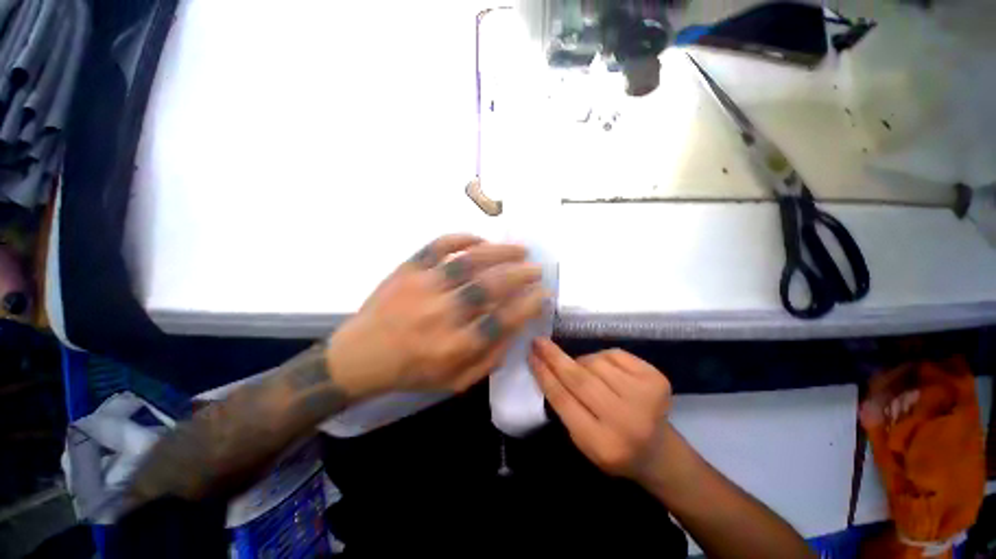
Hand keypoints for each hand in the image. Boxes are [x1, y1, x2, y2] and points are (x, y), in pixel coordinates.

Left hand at [329, 234, 545, 397]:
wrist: (360, 356)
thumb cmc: (411, 371)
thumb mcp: (455, 381)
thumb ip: (489, 358)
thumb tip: (516, 329)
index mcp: (454, 346)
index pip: (502, 321)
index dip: (527, 305)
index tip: (542, 295)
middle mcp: (442, 314)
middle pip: (490, 287)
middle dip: (520, 275)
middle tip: (536, 269)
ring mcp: (423, 287)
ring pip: (469, 262)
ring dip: (500, 253)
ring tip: (520, 250)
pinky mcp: (408, 269)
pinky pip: (438, 246)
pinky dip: (462, 238)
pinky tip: (480, 240)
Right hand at [529, 339, 671, 478]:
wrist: (658, 451)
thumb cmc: (612, 446)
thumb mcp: (581, 439)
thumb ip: (565, 406)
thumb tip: (548, 366)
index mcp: (602, 444)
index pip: (564, 400)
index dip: (544, 375)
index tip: (531, 356)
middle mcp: (626, 420)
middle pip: (580, 379)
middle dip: (555, 357)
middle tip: (539, 342)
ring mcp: (645, 397)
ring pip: (596, 362)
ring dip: (582, 361)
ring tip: (584, 372)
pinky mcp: (656, 379)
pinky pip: (614, 354)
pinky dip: (602, 358)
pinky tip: (605, 371)